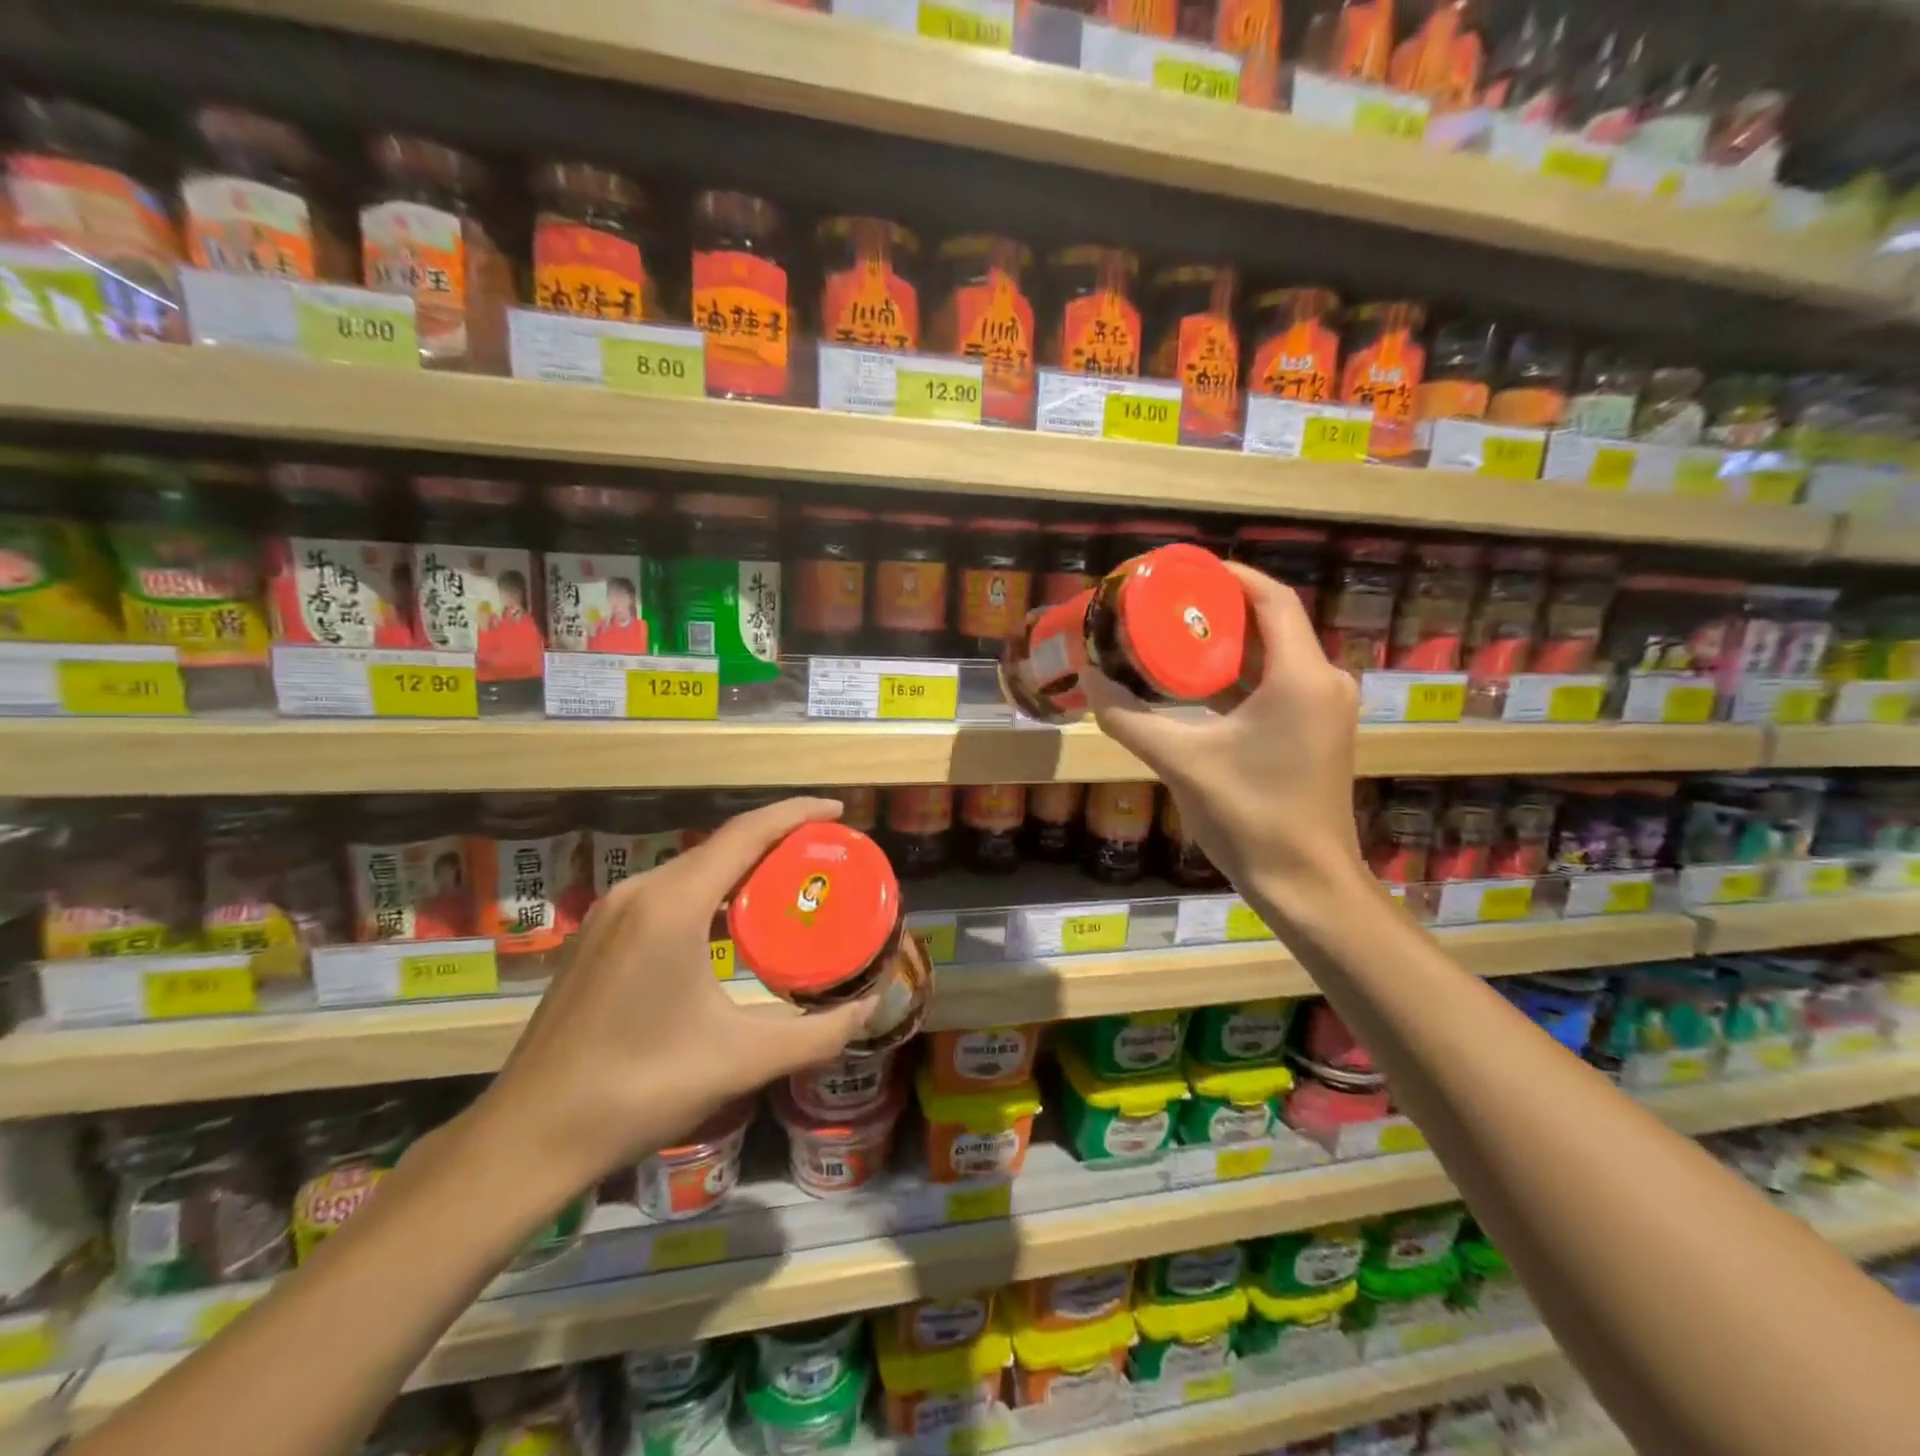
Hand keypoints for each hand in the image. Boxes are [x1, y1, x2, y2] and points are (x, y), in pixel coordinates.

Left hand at [468, 797, 878, 1195]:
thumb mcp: (741, 1061)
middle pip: (720, 845)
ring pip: (691, 869)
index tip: (838, 812)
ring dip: (741, 868)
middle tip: (825, 856)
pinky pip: (666, 893)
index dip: (796, 813)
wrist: (528, 1137)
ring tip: (788, 885)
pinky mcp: (596, 937)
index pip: (746, 834)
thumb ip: (816, 1034)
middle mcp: (639, 893)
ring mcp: (610, 913)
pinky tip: (730, 924)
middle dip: (776, 841)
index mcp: (672, 906)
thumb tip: (869, 1010)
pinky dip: (709, 892)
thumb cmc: (639, 1089)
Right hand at [1082, 560, 1368, 923]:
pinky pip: (1275, 685)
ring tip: (1171, 636)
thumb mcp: (1182, 762)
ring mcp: (1322, 709)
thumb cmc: (1250, 816)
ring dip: (1225, 645)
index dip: (1229, 576)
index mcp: (1300, 676)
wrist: (1305, 882)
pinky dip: (1237, 677)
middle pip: (1270, 624)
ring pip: (1272, 657)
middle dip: (1218, 611)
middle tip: (1164, 605)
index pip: (1271, 599)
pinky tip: (1193, 683)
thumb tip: (1089, 680)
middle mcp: (1322, 682)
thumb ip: (1130, 719)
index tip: (1183, 572)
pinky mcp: (1315, 732)